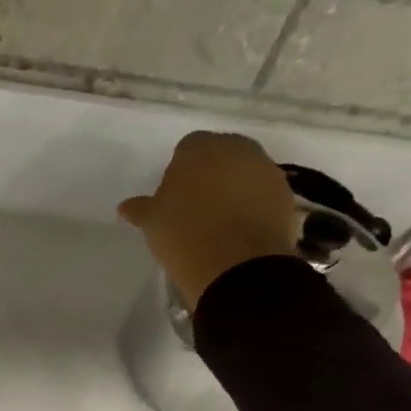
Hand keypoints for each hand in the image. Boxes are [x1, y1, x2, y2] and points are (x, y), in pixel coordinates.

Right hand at [117, 131, 297, 307]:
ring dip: (234, 187)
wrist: (236, 264)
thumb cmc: (184, 234)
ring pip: (245, 171)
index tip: (174, 194)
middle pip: (221, 154)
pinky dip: (253, 203)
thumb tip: (125, 206)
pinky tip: (240, 228)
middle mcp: (237, 149)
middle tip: (196, 204)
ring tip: (219, 219)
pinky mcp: (285, 193)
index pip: (187, 147)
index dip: (179, 169)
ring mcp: (266, 169)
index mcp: (200, 148)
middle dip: (210, 172)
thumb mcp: (153, 223)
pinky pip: (262, 192)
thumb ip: (140, 209)